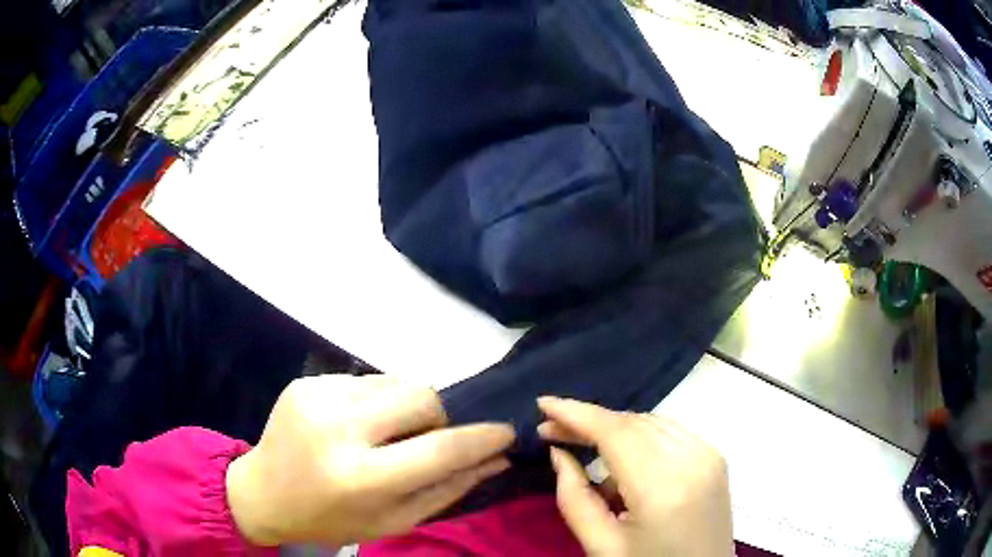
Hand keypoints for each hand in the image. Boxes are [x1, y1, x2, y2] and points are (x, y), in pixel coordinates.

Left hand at [226, 375, 514, 546]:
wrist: (262, 493)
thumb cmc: (330, 518)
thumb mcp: (393, 521)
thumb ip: (447, 490)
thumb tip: (496, 460)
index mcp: (361, 478)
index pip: (440, 450)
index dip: (481, 439)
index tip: (505, 432)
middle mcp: (338, 429)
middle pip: (421, 396)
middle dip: (437, 417)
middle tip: (422, 441)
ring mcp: (317, 397)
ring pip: (396, 381)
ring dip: (404, 407)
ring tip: (383, 435)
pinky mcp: (306, 382)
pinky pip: (365, 380)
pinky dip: (374, 402)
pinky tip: (354, 425)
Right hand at [538, 397, 732, 556]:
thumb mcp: (601, 546)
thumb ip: (574, 498)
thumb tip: (558, 454)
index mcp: (663, 488)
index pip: (615, 432)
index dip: (576, 413)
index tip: (543, 404)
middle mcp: (692, 460)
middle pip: (633, 423)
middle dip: (590, 421)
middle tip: (553, 431)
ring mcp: (709, 456)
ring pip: (651, 422)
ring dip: (614, 428)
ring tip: (584, 445)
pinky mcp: (716, 458)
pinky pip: (670, 432)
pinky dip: (640, 436)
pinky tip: (624, 459)